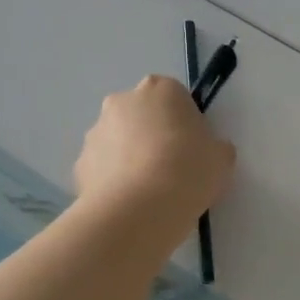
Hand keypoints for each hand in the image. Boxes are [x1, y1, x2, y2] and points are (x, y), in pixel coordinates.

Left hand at [75, 76, 234, 236]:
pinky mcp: (79, 164)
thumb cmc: (187, 171)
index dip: (185, 123)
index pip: (175, 98)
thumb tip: (208, 151)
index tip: (193, 149)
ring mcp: (96, 132)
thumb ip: (214, 147)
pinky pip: (102, 168)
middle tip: (171, 169)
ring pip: (118, 141)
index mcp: (160, 89)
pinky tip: (129, 204)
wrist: (139, 210)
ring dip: (130, 157)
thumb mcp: (221, 158)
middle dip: (152, 136)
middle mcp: (122, 101)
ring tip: (148, 193)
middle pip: (142, 115)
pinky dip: (113, 181)